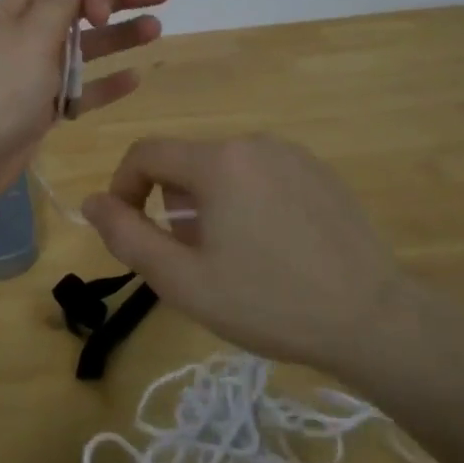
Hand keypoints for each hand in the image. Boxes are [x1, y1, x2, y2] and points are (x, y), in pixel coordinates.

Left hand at [0, 0, 169, 219]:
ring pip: (80, 49)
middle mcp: (22, 38)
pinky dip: (103, 83)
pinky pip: (77, 90)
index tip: (102, 13)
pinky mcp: (37, 111)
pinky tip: (135, 78)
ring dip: (115, 38)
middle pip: (75, 9)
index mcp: (13, 12)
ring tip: (156, 30)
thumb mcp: (31, 37)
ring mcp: (30, 76)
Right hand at [81, 135, 425, 374]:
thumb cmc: (267, 302)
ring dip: (209, 205)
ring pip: (224, 170)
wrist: (372, 318)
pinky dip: (247, 201)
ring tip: (233, 257)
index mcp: (217, 162)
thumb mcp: (183, 280)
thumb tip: (91, 202)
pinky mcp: (319, 172)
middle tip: (189, 259)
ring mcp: (292, 155)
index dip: (123, 187)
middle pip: (186, 163)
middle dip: (172, 205)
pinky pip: (261, 175)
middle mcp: (253, 143)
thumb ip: (127, 237)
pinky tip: (272, 248)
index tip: (128, 230)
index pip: (146, 153)